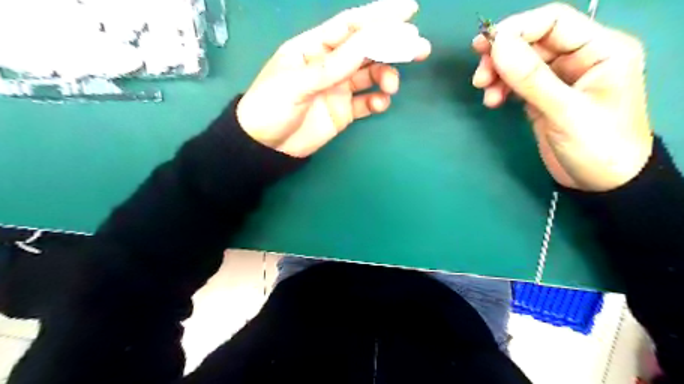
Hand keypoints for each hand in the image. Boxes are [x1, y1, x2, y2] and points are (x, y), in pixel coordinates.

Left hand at [238, 0, 428, 157]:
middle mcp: (330, 64)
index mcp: (314, 48)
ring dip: (386, 76)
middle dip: (393, 46)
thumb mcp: (296, 83)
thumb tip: (368, 41)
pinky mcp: (343, 111)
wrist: (266, 147)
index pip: (350, 26)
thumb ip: (332, 65)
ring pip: (370, 75)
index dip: (378, 16)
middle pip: (366, 49)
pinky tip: (380, 103)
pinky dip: (376, 101)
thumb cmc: (271, 107)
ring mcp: (338, 88)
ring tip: (391, 85)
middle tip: (419, 48)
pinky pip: (366, 102)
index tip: (408, 11)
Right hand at [470, 2, 650, 189]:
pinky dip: (501, 88)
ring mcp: (559, 78)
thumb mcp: (565, 111)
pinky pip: (517, 83)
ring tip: (485, 93)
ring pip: (520, 62)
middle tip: (480, 77)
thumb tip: (498, 45)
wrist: (602, 183)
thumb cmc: (597, 146)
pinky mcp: (543, 97)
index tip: (487, 49)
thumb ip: (532, 78)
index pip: (553, 21)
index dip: (517, 29)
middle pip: (532, 41)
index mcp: (600, 49)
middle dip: (502, 56)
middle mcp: (579, 57)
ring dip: (498, 74)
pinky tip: (493, 102)